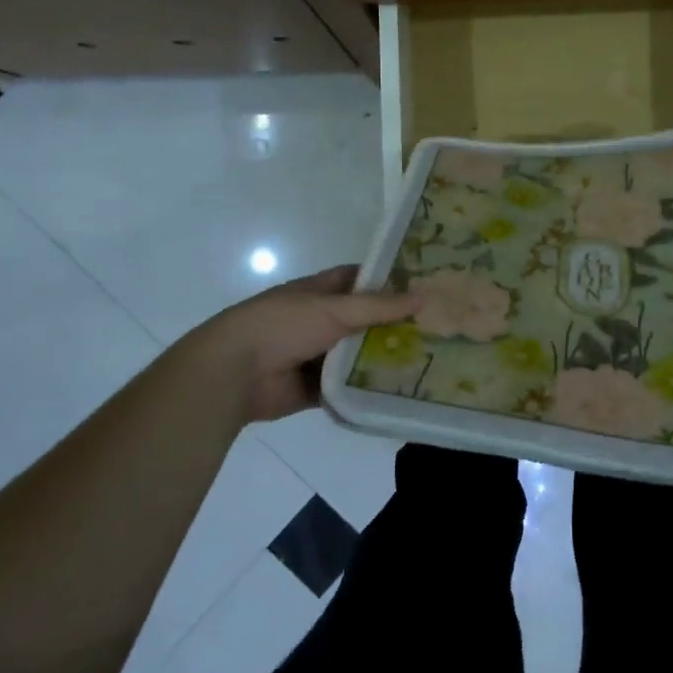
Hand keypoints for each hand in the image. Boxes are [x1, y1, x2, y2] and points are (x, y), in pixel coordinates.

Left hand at [179, 264, 418, 425]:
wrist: (235, 373)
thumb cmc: (283, 325)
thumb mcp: (333, 309)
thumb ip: (378, 306)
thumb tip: (424, 296)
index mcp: (319, 292)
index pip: (360, 279)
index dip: (389, 280)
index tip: (424, 286)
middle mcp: (320, 321)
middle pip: (364, 320)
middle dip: (394, 325)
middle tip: (438, 330)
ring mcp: (317, 355)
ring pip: (358, 356)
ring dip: (383, 360)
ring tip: (428, 363)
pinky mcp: (315, 389)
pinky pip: (348, 388)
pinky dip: (366, 390)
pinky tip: (401, 392)